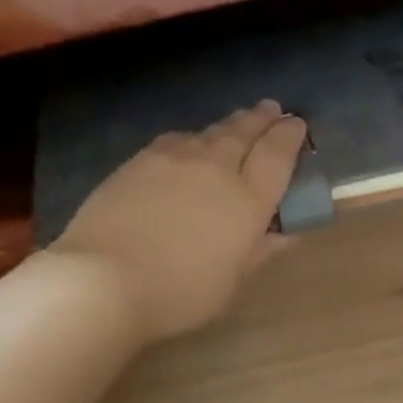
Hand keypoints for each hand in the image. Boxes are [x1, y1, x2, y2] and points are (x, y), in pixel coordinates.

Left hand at [52, 101, 307, 341]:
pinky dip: (193, 138)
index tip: (298, 125)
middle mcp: (215, 168)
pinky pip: (177, 140)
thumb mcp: (231, 281)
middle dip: (262, 119)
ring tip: (237, 124)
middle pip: (244, 132)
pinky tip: (190, 146)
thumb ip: (260, 250)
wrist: (104, 279)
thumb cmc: (180, 292)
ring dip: (229, 126)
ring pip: (209, 133)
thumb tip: (287, 233)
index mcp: (247, 200)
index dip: (291, 136)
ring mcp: (173, 159)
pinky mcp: (139, 161)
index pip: (277, 155)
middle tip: (272, 109)